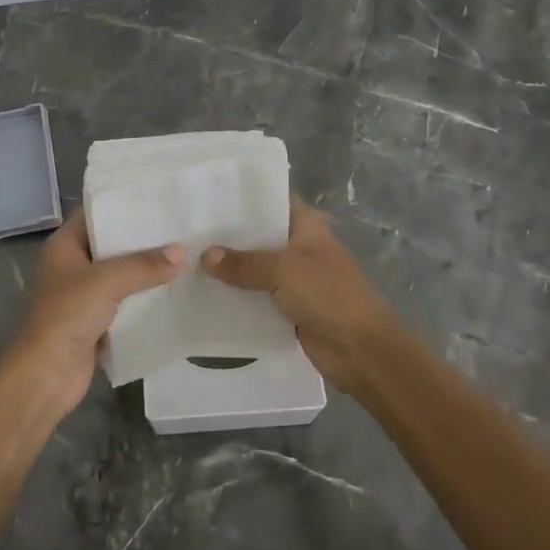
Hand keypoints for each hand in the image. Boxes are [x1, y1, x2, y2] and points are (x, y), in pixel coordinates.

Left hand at [5, 210, 182, 419]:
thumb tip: (181, 252)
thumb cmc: (67, 316)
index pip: (95, 214)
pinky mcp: (95, 322)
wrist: (47, 375)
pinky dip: (144, 299)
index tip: (157, 199)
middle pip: (111, 245)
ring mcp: (83, 295)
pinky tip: (173, 291)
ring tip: (184, 255)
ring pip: (120, 275)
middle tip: (179, 227)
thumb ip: (144, 265)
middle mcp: (72, 266)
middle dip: (141, 240)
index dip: (122, 205)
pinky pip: (125, 303)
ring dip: (146, 271)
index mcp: (64, 246)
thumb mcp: (106, 281)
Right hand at [201, 201, 401, 394]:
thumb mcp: (284, 270)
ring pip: (256, 268)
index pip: (270, 202)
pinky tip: (206, 294)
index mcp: (306, 226)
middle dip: (228, 238)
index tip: (206, 199)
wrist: (362, 350)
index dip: (241, 201)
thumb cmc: (329, 296)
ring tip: (186, 261)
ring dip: (230, 270)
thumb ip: (243, 263)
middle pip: (259, 237)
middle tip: (186, 232)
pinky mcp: (289, 307)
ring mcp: (295, 278)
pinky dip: (238, 297)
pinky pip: (257, 297)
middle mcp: (300, 247)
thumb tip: (204, 255)